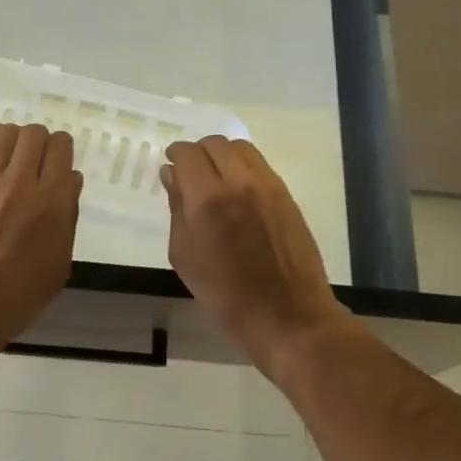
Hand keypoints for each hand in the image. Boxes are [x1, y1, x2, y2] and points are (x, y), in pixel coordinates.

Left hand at [0, 123, 82, 358]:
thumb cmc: (14, 299)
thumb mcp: (57, 267)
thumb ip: (67, 219)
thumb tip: (70, 181)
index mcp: (53, 206)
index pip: (62, 151)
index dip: (61, 151)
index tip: (57, 162)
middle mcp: (23, 184)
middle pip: (36, 135)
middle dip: (40, 142)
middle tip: (34, 160)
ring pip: (7, 133)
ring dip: (14, 138)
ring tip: (11, 155)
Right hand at [162, 137, 352, 370]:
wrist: (289, 317)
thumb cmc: (226, 297)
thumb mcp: (186, 257)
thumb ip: (177, 209)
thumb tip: (172, 175)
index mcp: (207, 199)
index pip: (188, 154)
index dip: (176, 155)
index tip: (171, 166)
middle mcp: (239, 182)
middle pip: (215, 143)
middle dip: (198, 152)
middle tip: (190, 173)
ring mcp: (268, 186)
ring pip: (241, 148)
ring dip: (222, 155)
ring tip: (215, 179)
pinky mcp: (287, 196)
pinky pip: (260, 165)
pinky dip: (243, 167)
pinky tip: (237, 191)